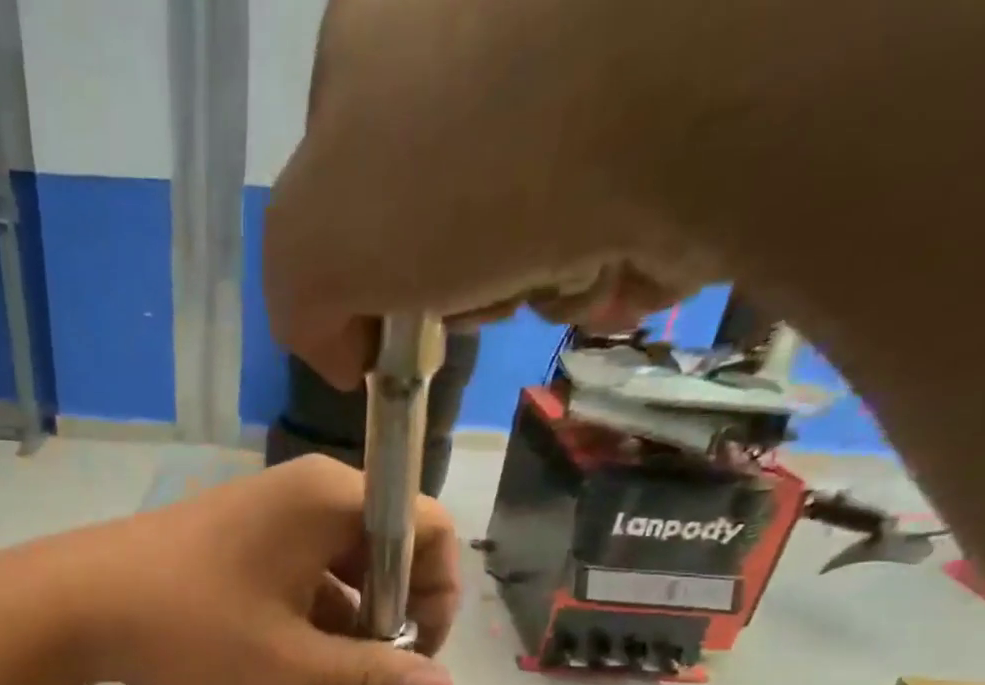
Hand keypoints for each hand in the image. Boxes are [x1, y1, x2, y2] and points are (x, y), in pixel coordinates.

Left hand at [23, 456, 458, 684]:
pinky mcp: (237, 566)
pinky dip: (299, 660)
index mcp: (333, 503)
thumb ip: (370, 680)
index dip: (438, 602)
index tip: (415, 666)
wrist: (69, 609)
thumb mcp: (287, 660)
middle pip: (379, 578)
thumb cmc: (188, 623)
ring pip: (332, 607)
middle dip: (377, 658)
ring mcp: (269, 537)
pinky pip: (292, 610)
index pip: (427, 534)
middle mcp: (308, 507)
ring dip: (336, 674)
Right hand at [264, 0, 711, 388]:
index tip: (390, 327)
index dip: (363, 273)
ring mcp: (593, 41)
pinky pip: (626, 205)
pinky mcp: (687, 83)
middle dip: (461, 280)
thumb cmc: (460, 157)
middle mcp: (487, 15)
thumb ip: (297, 303)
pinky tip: (625, 253)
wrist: (684, 77)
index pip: (346, 183)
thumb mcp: (312, 246)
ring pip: (537, 216)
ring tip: (563, 271)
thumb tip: (343, 351)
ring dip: (539, 280)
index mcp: (381, 23)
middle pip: (447, 210)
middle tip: (480, 293)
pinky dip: (616, 259)